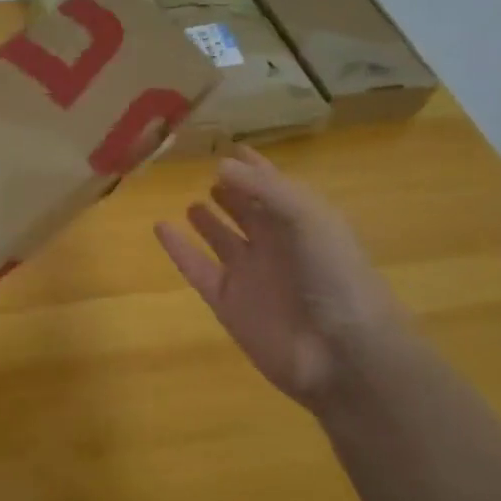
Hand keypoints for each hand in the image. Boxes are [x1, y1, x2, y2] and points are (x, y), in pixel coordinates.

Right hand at [155, 148, 407, 410]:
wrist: (340, 352)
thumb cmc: (333, 275)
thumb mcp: (307, 218)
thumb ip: (265, 189)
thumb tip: (220, 164)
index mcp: (304, 223)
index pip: (275, 187)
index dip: (256, 168)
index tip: (233, 148)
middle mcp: (277, 245)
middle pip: (250, 212)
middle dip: (235, 192)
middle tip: (210, 173)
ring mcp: (250, 275)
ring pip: (223, 240)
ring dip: (209, 221)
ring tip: (192, 202)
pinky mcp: (227, 302)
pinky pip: (197, 268)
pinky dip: (178, 249)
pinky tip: (161, 228)